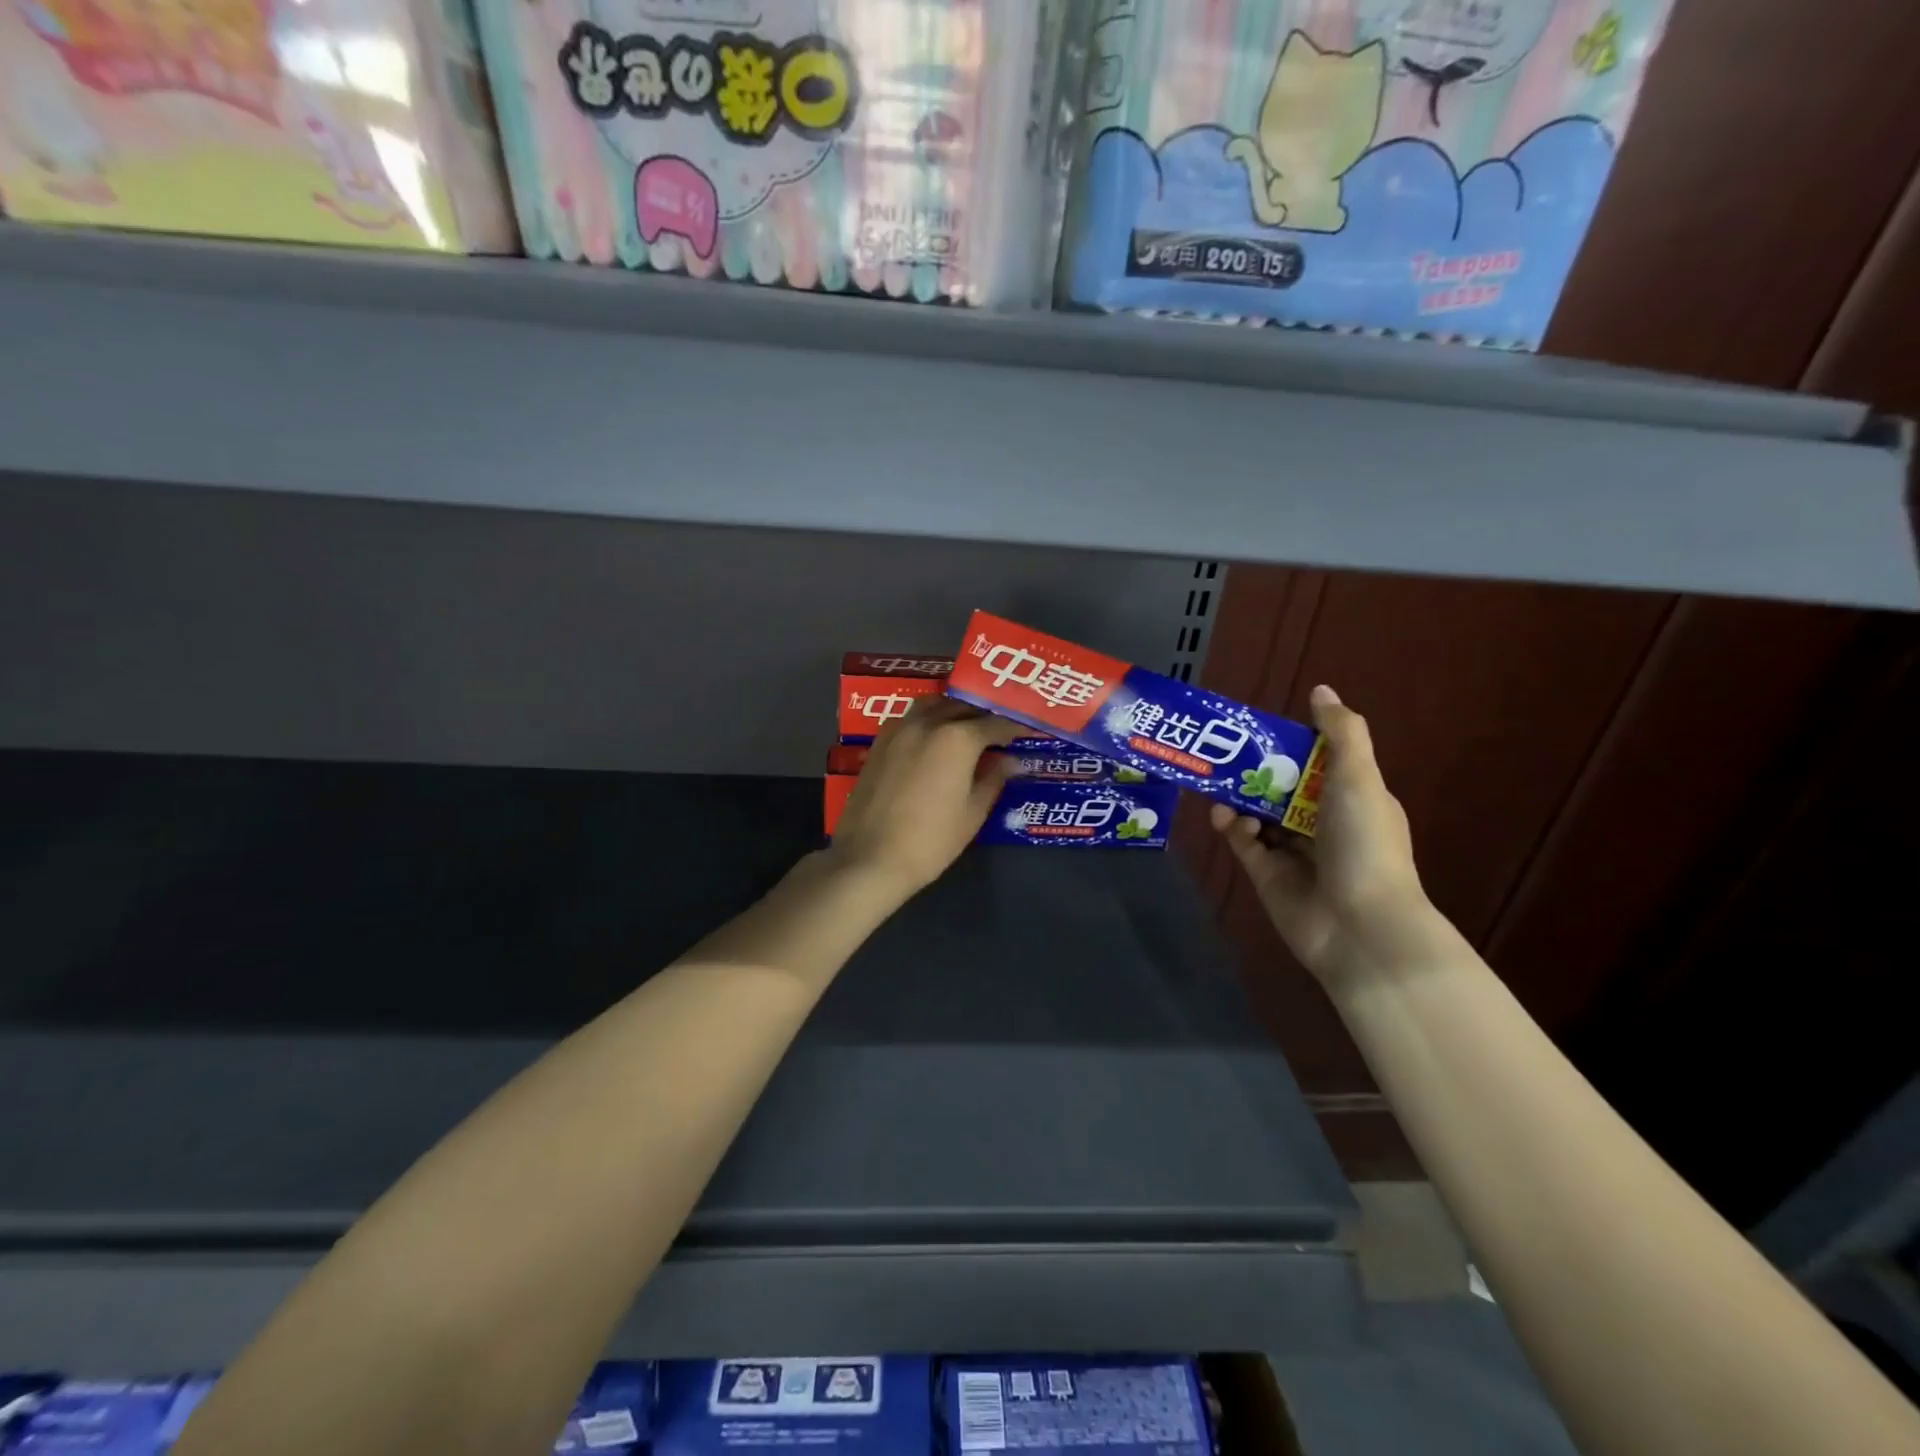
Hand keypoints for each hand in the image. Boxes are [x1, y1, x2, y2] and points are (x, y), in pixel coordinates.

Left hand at [827, 697, 1020, 897]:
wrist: (870, 858)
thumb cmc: (931, 840)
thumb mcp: (973, 812)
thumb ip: (994, 778)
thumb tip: (1012, 760)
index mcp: (957, 738)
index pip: (995, 723)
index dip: (1016, 727)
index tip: (1030, 731)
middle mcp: (928, 722)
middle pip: (963, 707)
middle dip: (985, 715)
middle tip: (1002, 730)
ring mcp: (899, 729)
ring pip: (934, 705)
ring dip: (954, 710)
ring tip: (968, 727)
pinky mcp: (879, 742)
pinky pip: (911, 718)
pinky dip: (930, 719)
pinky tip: (936, 738)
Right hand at [1211, 685, 1428, 984]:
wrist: (1359, 925)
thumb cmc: (1364, 844)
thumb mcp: (1359, 779)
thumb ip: (1341, 733)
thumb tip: (1321, 690)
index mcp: (1350, 799)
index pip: (1316, 764)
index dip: (1290, 746)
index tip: (1259, 730)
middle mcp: (1322, 824)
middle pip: (1281, 788)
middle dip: (1255, 771)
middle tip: (1222, 752)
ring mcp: (1293, 852)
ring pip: (1257, 814)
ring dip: (1239, 798)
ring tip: (1217, 783)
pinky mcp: (1267, 875)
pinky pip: (1243, 843)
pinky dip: (1232, 828)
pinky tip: (1225, 818)